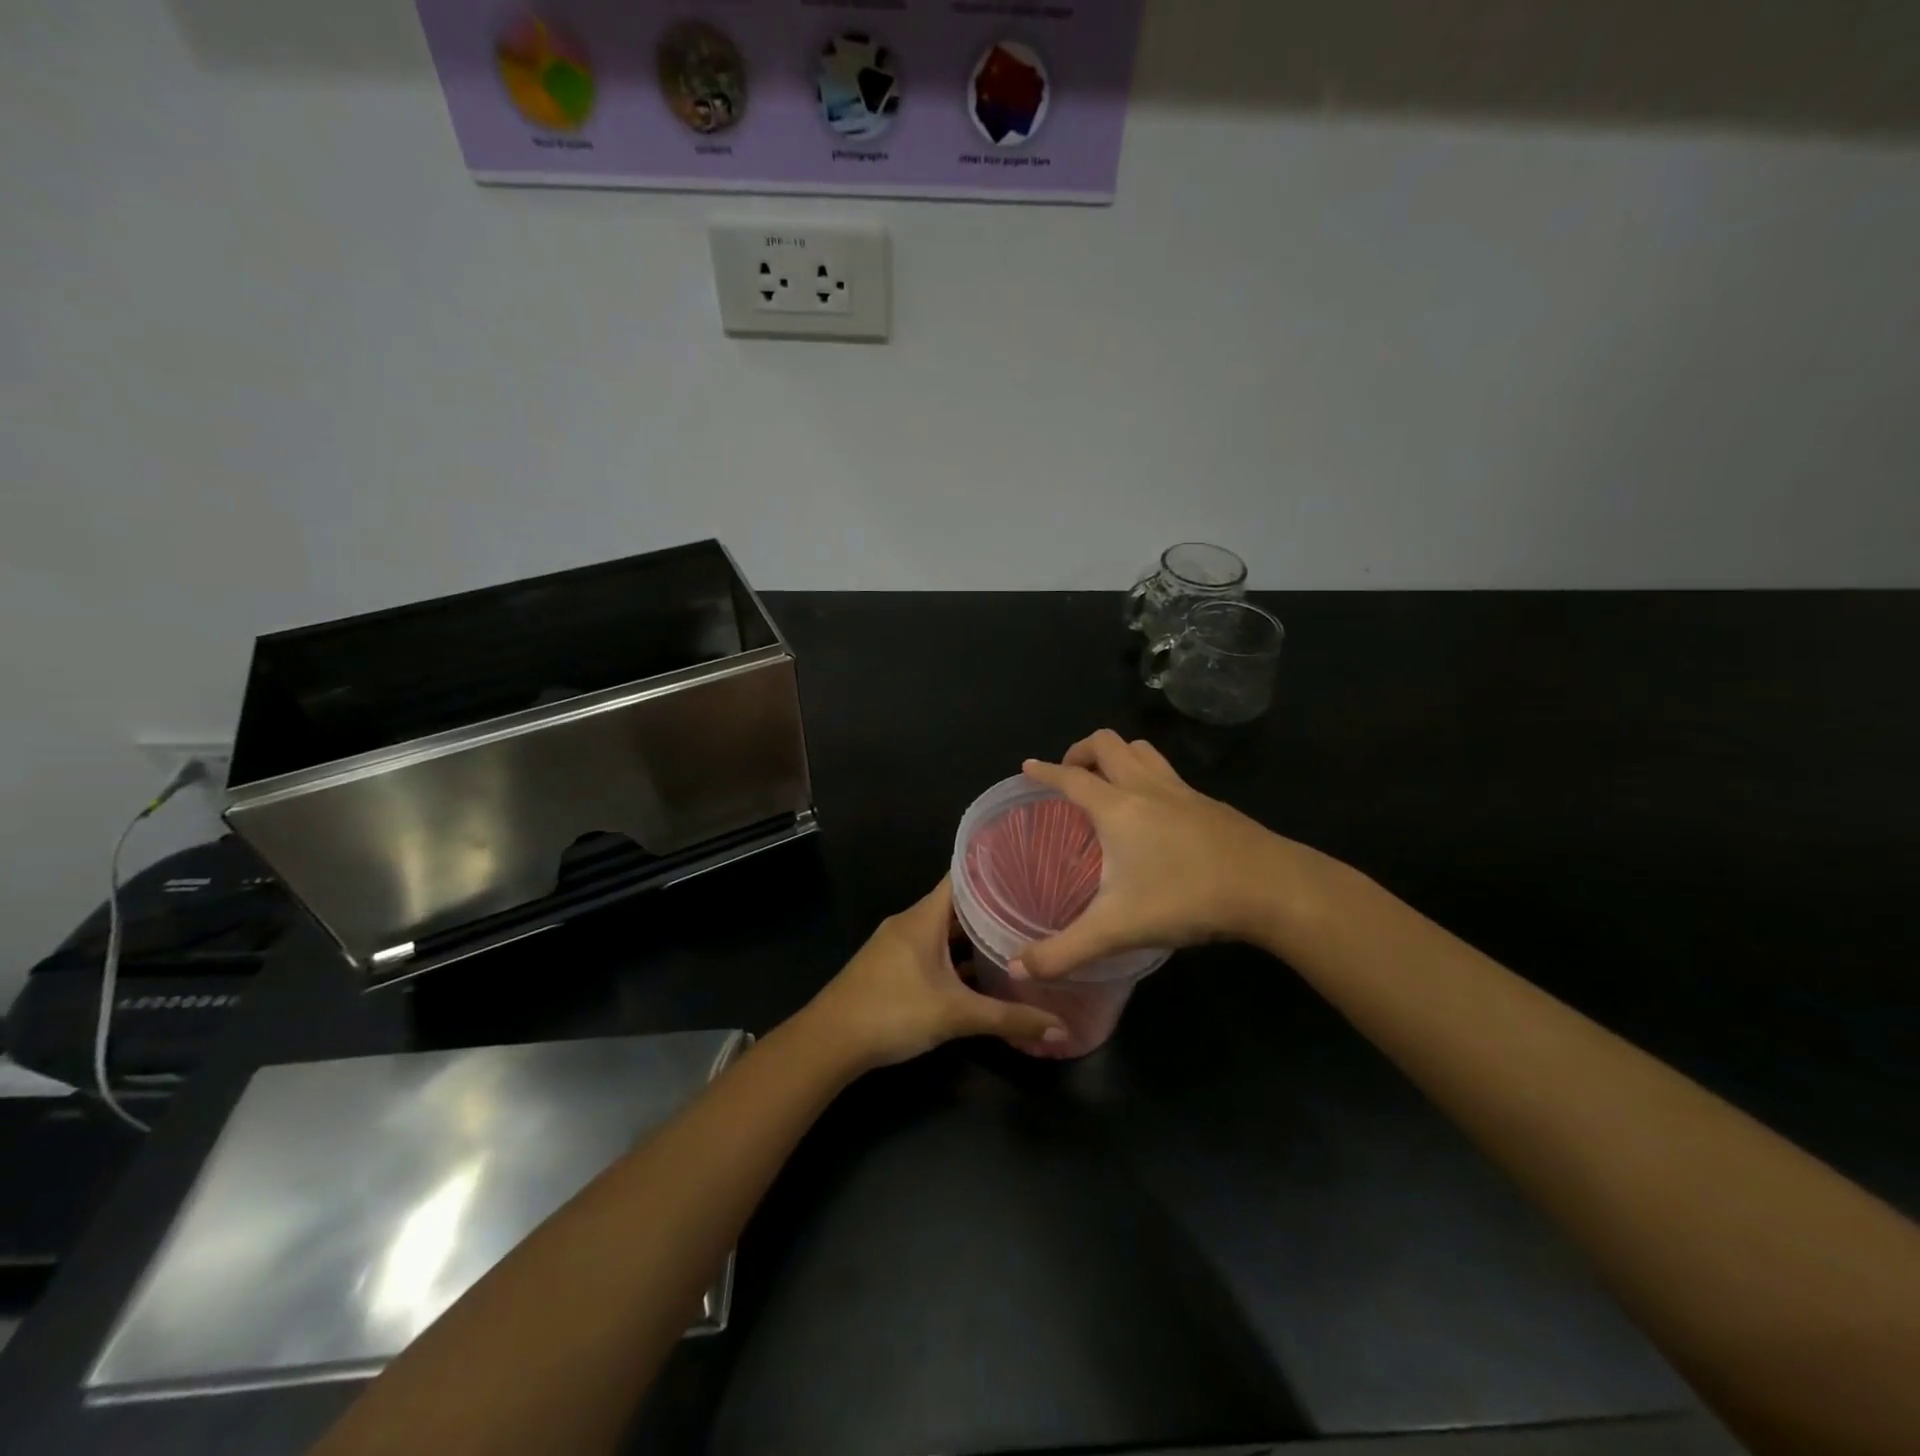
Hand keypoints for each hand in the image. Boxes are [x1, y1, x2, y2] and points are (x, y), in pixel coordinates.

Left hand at [807, 879, 1069, 1068]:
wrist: (829, 1042)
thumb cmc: (892, 1012)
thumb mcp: (955, 1015)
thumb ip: (1008, 1019)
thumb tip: (1061, 1029)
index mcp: (923, 917)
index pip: (962, 877)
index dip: (993, 869)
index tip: (1028, 868)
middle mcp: (910, 922)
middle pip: (956, 905)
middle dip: (992, 907)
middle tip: (1034, 908)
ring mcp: (897, 945)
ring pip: (943, 931)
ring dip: (973, 936)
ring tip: (1015, 939)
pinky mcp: (891, 967)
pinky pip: (931, 951)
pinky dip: (954, 957)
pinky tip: (979, 974)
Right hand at [1016, 729, 1314, 978]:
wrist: (1270, 887)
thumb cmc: (1185, 898)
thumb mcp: (1117, 929)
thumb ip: (1064, 951)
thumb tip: (1019, 970)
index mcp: (1116, 807)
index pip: (1070, 778)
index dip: (1045, 770)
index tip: (1028, 766)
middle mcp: (1145, 787)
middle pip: (1107, 743)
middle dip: (1080, 751)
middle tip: (1070, 776)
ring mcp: (1182, 790)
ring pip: (1141, 749)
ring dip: (1118, 755)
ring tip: (1107, 781)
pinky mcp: (1209, 803)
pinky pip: (1168, 772)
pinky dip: (1148, 775)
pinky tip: (1155, 810)